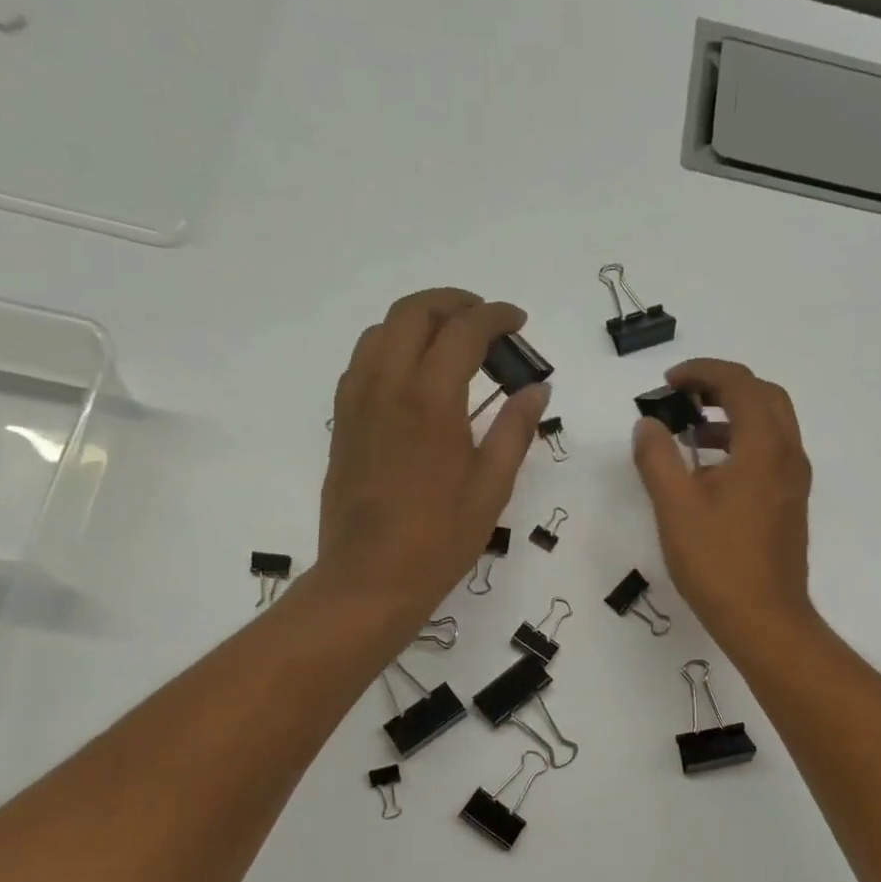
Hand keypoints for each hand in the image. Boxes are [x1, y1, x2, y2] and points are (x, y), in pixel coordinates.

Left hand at [318, 288, 546, 621]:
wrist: (370, 578)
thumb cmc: (440, 538)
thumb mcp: (492, 486)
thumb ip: (515, 429)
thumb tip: (538, 387)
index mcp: (431, 400)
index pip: (464, 331)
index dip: (496, 317)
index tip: (518, 322)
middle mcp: (388, 386)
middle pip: (414, 312)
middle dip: (454, 303)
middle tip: (486, 320)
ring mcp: (357, 401)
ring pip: (382, 330)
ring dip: (419, 321)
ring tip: (452, 343)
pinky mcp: (342, 421)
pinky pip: (363, 361)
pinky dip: (393, 348)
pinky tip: (415, 376)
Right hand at [632, 359, 814, 644]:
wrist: (765, 619)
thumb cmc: (718, 562)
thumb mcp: (675, 506)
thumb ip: (657, 458)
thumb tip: (648, 425)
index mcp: (764, 446)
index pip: (739, 384)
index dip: (702, 372)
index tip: (667, 383)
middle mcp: (787, 454)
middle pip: (763, 396)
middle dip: (722, 387)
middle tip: (683, 397)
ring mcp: (793, 481)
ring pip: (770, 425)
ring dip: (732, 416)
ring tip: (689, 434)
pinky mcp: (790, 503)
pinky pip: (770, 453)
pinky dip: (741, 443)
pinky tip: (708, 472)